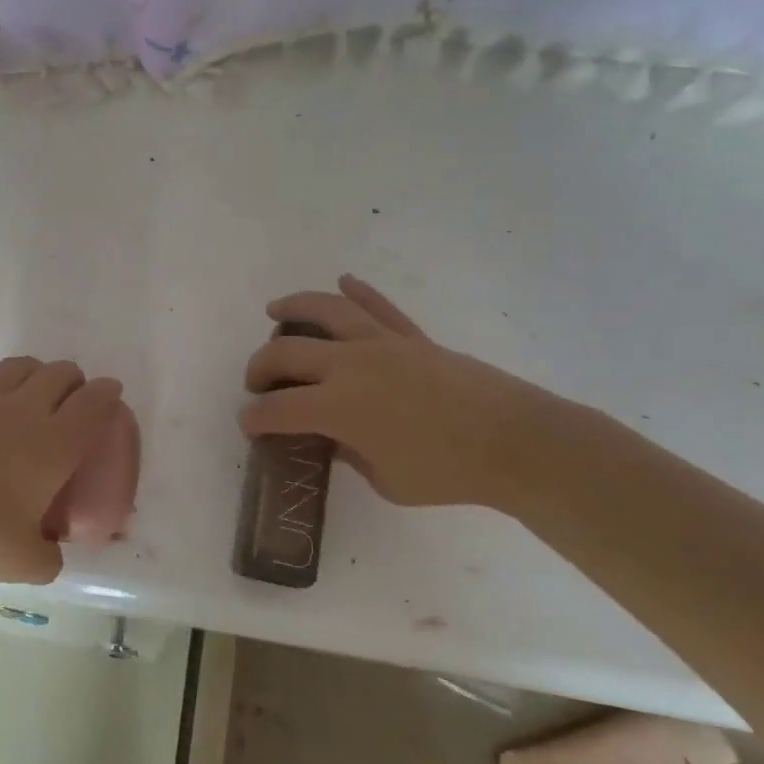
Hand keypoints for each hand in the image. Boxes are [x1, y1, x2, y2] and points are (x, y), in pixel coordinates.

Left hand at [0, 356, 123, 583]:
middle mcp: (26, 410)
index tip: (110, 392)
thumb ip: (51, 554)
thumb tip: (52, 551)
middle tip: (73, 399)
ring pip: (24, 365)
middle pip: (61, 373)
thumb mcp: (30, 564)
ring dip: (39, 373)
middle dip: (75, 380)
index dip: (106, 392)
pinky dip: (2, 382)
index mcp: (55, 444)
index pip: (92, 402)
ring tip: (35, 391)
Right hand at [240, 275, 567, 513]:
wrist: (514, 442)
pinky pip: (379, 307)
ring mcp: (382, 343)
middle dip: (261, 367)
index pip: (279, 409)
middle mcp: (350, 365)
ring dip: (294, 307)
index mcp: (339, 407)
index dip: (255, 418)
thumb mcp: (386, 481)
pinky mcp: (412, 337)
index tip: (248, 424)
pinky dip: (360, 292)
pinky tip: (345, 282)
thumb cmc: (447, 472)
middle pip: (287, 353)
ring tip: (275, 310)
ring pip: (327, 311)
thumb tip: (335, 437)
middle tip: (257, 383)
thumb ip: (350, 455)